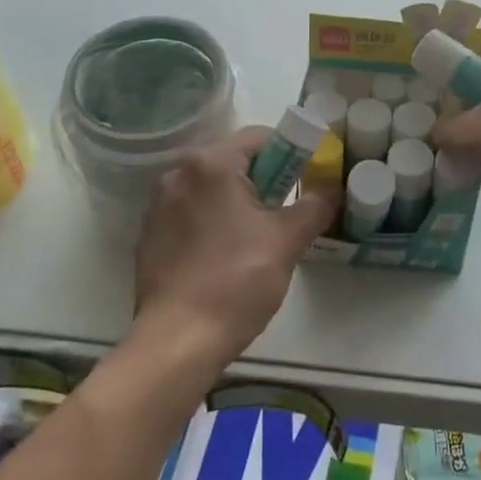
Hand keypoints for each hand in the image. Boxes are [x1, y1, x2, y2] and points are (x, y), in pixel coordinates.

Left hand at [131, 128, 336, 371]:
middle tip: (286, 212)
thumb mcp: (287, 240)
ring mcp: (157, 206)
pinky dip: (211, 222)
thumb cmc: (236, 281)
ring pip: (210, 189)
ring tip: (258, 238)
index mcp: (210, 164)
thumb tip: (332, 191)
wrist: (178, 342)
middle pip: (233, 161)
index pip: (260, 137)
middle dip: (265, 179)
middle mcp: (177, 174)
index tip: (307, 179)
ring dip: (237, 201)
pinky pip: (190, 214)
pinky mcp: (149, 237)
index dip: (291, 152)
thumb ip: (314, 206)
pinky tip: (225, 257)